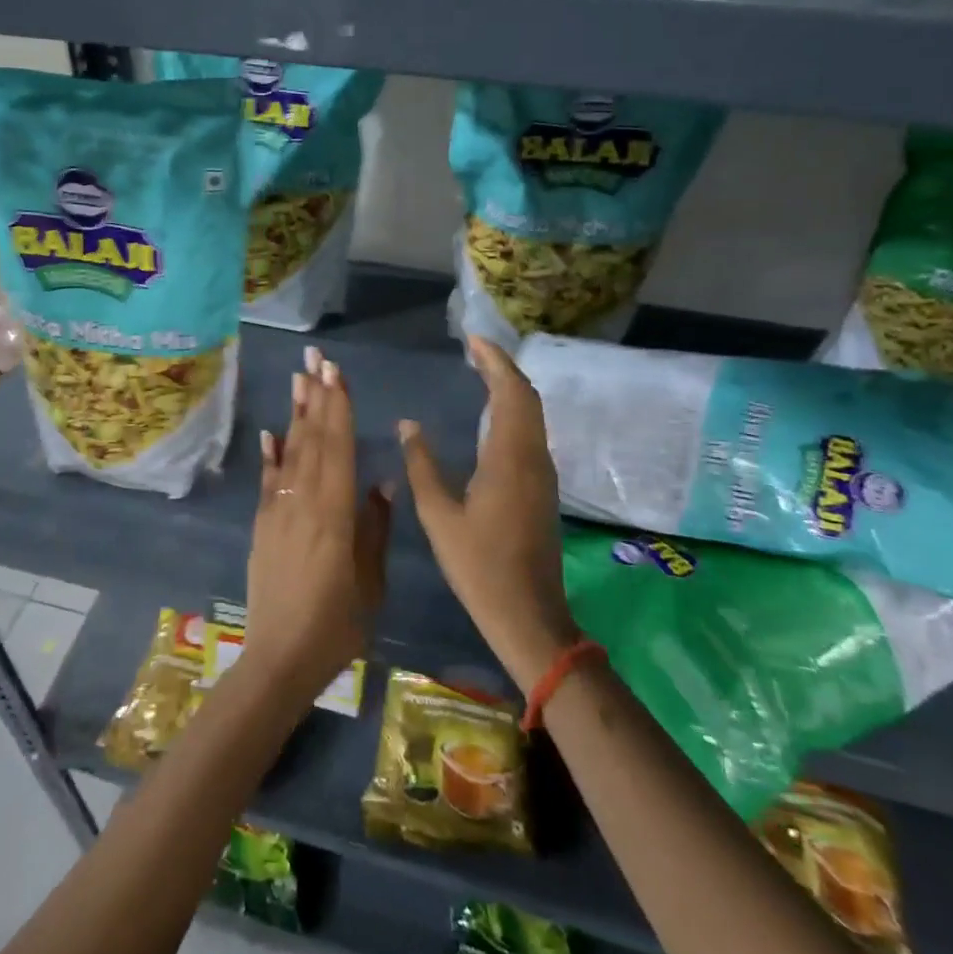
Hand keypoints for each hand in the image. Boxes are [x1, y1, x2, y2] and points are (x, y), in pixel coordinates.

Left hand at [245, 346, 390, 697]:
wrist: (278, 658)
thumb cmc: (336, 625)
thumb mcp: (370, 581)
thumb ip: (374, 527)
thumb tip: (382, 480)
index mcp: (333, 513)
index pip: (337, 447)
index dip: (337, 407)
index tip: (337, 372)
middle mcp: (302, 502)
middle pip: (311, 440)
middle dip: (315, 397)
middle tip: (315, 358)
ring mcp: (277, 512)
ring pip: (289, 453)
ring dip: (295, 415)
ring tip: (298, 380)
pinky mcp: (262, 526)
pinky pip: (268, 481)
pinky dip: (270, 454)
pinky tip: (270, 433)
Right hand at [398, 336, 579, 692]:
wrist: (529, 614)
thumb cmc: (479, 566)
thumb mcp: (439, 516)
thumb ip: (422, 465)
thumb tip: (409, 424)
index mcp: (510, 458)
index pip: (510, 391)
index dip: (494, 360)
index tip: (472, 339)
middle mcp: (534, 457)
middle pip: (527, 397)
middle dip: (503, 367)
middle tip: (473, 350)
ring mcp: (543, 473)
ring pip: (532, 415)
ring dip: (510, 388)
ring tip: (479, 373)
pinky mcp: (542, 488)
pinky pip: (530, 433)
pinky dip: (513, 411)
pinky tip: (490, 417)